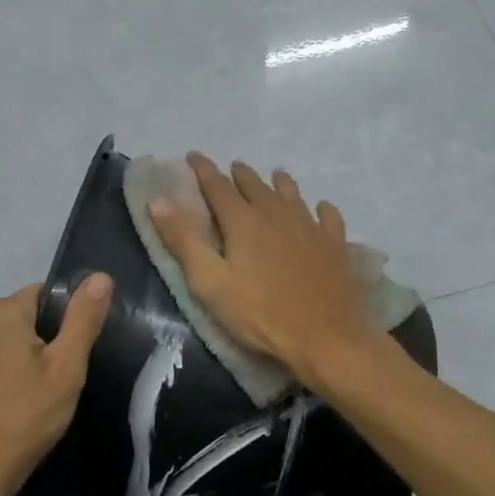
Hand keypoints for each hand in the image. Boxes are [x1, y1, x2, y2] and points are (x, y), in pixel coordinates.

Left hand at [0, 275, 112, 495]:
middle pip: (34, 314)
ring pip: (20, 336)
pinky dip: (21, 368)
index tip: (79, 351)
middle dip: (55, 338)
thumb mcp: (66, 367)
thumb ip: (83, 318)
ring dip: (39, 356)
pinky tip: (30, 398)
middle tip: (68, 374)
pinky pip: (4, 354)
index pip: (49, 293)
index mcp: (4, 311)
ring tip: (52, 389)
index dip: (70, 319)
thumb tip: (101, 275)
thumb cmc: (27, 416)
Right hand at [147, 154, 377, 387]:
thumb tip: (158, 201)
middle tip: (231, 169)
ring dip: (278, 183)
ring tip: (274, 176)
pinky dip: (320, 208)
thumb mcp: (210, 283)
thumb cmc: (260, 315)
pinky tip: (320, 209)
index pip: (217, 185)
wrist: (326, 339)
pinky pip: (327, 216)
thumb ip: (184, 240)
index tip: (193, 156)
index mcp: (243, 221)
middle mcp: (277, 213)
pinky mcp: (335, 245)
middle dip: (239, 174)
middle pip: (255, 185)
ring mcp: (310, 227)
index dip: (203, 170)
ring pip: (291, 194)